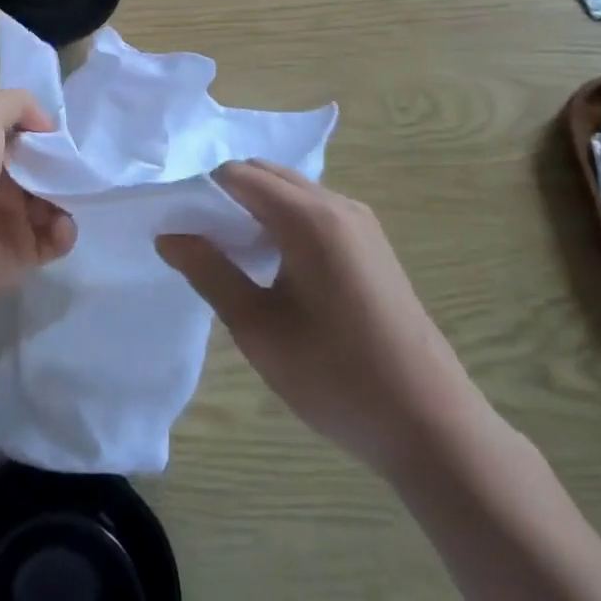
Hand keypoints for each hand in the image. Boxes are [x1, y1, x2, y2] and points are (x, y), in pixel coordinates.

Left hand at [0, 90, 75, 289]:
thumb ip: (17, 103)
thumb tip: (48, 125)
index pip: (26, 137)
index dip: (46, 134)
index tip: (64, 136)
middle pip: (45, 170)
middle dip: (63, 168)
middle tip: (75, 169)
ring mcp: (13, 219)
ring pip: (56, 203)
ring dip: (68, 199)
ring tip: (65, 199)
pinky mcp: (25, 252)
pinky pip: (57, 238)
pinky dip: (65, 231)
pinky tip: (59, 225)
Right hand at [157, 160, 489, 475]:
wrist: (433, 426)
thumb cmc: (336, 377)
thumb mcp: (258, 328)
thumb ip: (209, 272)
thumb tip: (167, 235)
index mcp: (308, 217)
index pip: (236, 175)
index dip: (202, 194)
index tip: (182, 229)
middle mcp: (337, 204)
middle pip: (265, 174)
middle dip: (227, 196)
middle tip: (204, 244)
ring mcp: (361, 222)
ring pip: (290, 190)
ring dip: (256, 208)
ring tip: (237, 259)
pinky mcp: (372, 243)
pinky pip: (314, 209)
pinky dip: (284, 220)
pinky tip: (279, 269)